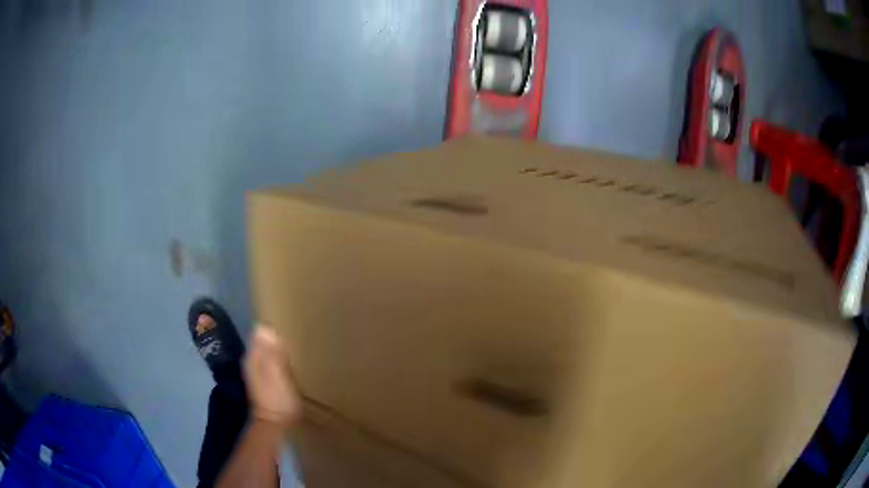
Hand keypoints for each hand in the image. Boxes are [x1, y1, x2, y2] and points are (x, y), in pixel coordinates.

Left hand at [243, 326, 302, 426]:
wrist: (273, 424)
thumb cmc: (278, 399)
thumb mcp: (277, 375)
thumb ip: (271, 352)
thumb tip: (264, 328)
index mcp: (254, 356)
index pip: (260, 332)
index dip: (272, 326)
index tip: (288, 323)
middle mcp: (251, 360)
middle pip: (262, 340)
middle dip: (275, 335)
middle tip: (294, 333)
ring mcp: (256, 371)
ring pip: (265, 350)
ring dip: (276, 347)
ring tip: (293, 345)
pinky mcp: (263, 380)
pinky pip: (269, 361)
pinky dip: (277, 358)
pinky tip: (288, 362)